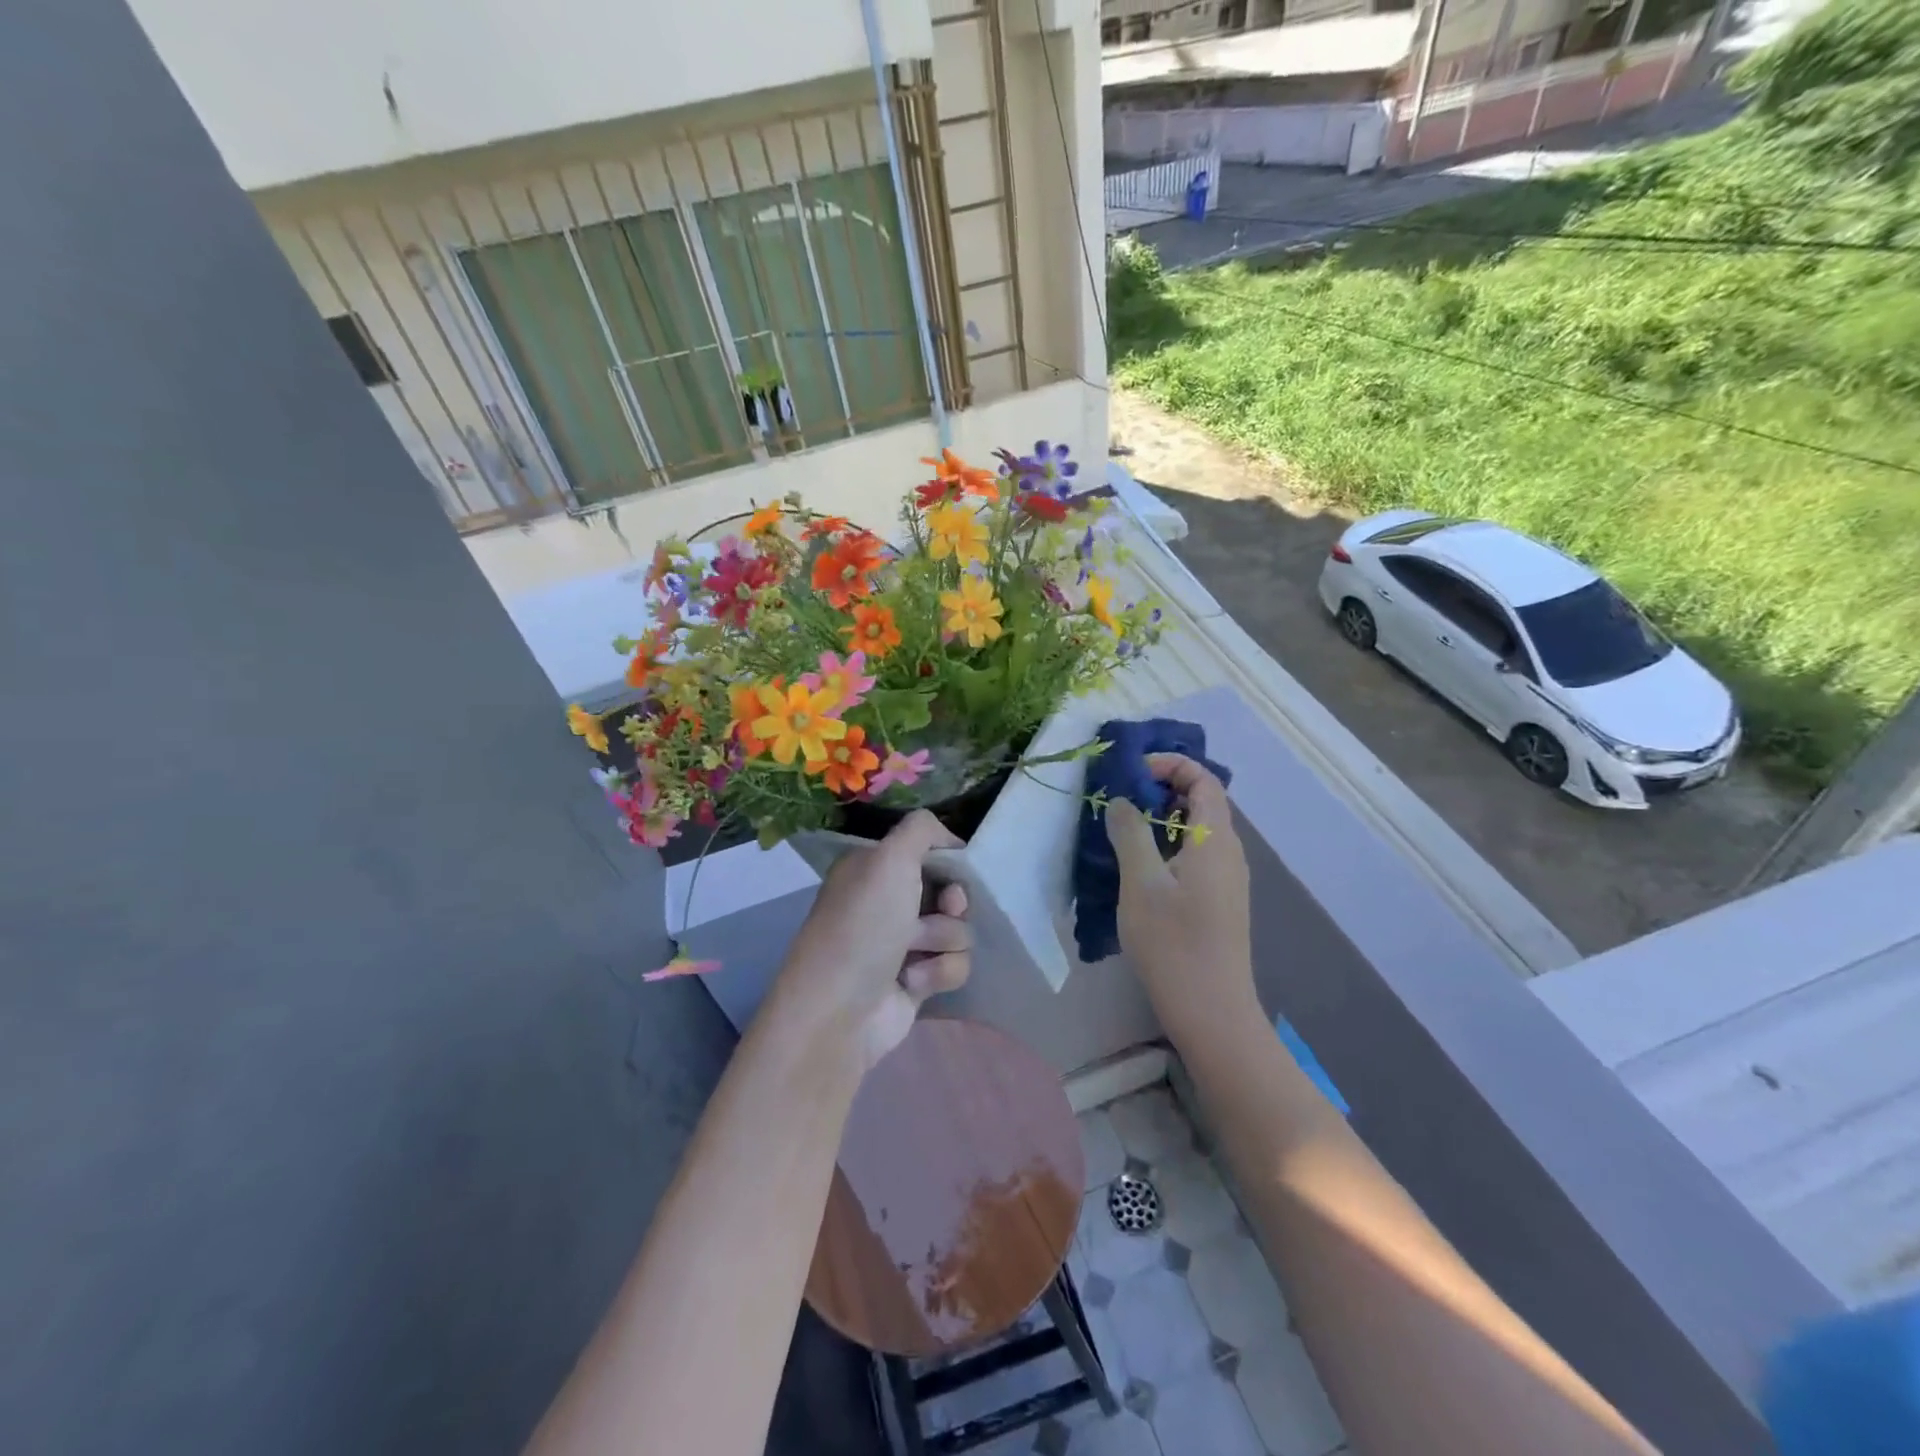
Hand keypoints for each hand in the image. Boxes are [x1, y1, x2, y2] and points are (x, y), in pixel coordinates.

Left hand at [771, 810, 972, 1071]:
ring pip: (958, 930)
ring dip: (943, 941)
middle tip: (946, 910)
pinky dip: (939, 972)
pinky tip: (913, 982)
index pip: (927, 851)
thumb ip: (922, 829)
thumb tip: (949, 837)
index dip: (948, 861)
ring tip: (914, 954)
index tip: (954, 871)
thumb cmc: (863, 925)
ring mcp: (902, 943)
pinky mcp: (917, 981)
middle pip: (949, 891)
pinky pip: (954, 965)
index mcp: (873, 868)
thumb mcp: (889, 858)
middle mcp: (886, 901)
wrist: (840, 1010)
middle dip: (953, 903)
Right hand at [1104, 755, 1253, 1034]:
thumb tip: (1121, 800)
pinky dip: (1169, 845)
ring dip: (1163, 819)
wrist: (1211, 1011)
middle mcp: (1229, 852)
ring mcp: (1227, 879)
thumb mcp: (1141, 883)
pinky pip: (1197, 855)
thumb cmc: (1173, 943)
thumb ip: (1130, 833)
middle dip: (1162, 789)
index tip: (1131, 773)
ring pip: (1198, 830)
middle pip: (1203, 801)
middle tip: (1120, 799)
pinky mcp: (1219, 901)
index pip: (1204, 779)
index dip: (1171, 764)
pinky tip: (1140, 867)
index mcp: (1216, 840)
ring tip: (1123, 829)